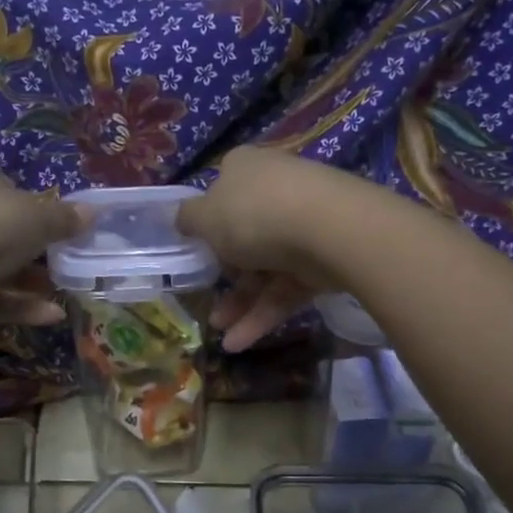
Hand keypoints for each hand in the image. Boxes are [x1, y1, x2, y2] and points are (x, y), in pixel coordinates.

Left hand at [0, 157, 88, 327]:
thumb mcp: (36, 219)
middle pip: (4, 228)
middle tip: (70, 263)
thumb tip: (94, 212)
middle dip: (37, 249)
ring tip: (68, 292)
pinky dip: (18, 304)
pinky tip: (52, 316)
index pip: (10, 186)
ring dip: (31, 280)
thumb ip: (65, 219)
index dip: (39, 206)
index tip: (64, 229)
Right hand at [176, 147, 374, 352]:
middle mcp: (275, 191)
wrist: (328, 230)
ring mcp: (303, 225)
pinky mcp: (322, 260)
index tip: (196, 248)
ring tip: (221, 336)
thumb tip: (183, 219)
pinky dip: (264, 314)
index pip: (222, 191)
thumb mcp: (205, 216)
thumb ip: (189, 219)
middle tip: (206, 300)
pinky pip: (286, 288)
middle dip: (225, 275)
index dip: (208, 220)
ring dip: (240, 304)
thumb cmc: (253, 215)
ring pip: (264, 268)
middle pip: (244, 235)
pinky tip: (239, 342)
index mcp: (245, 169)